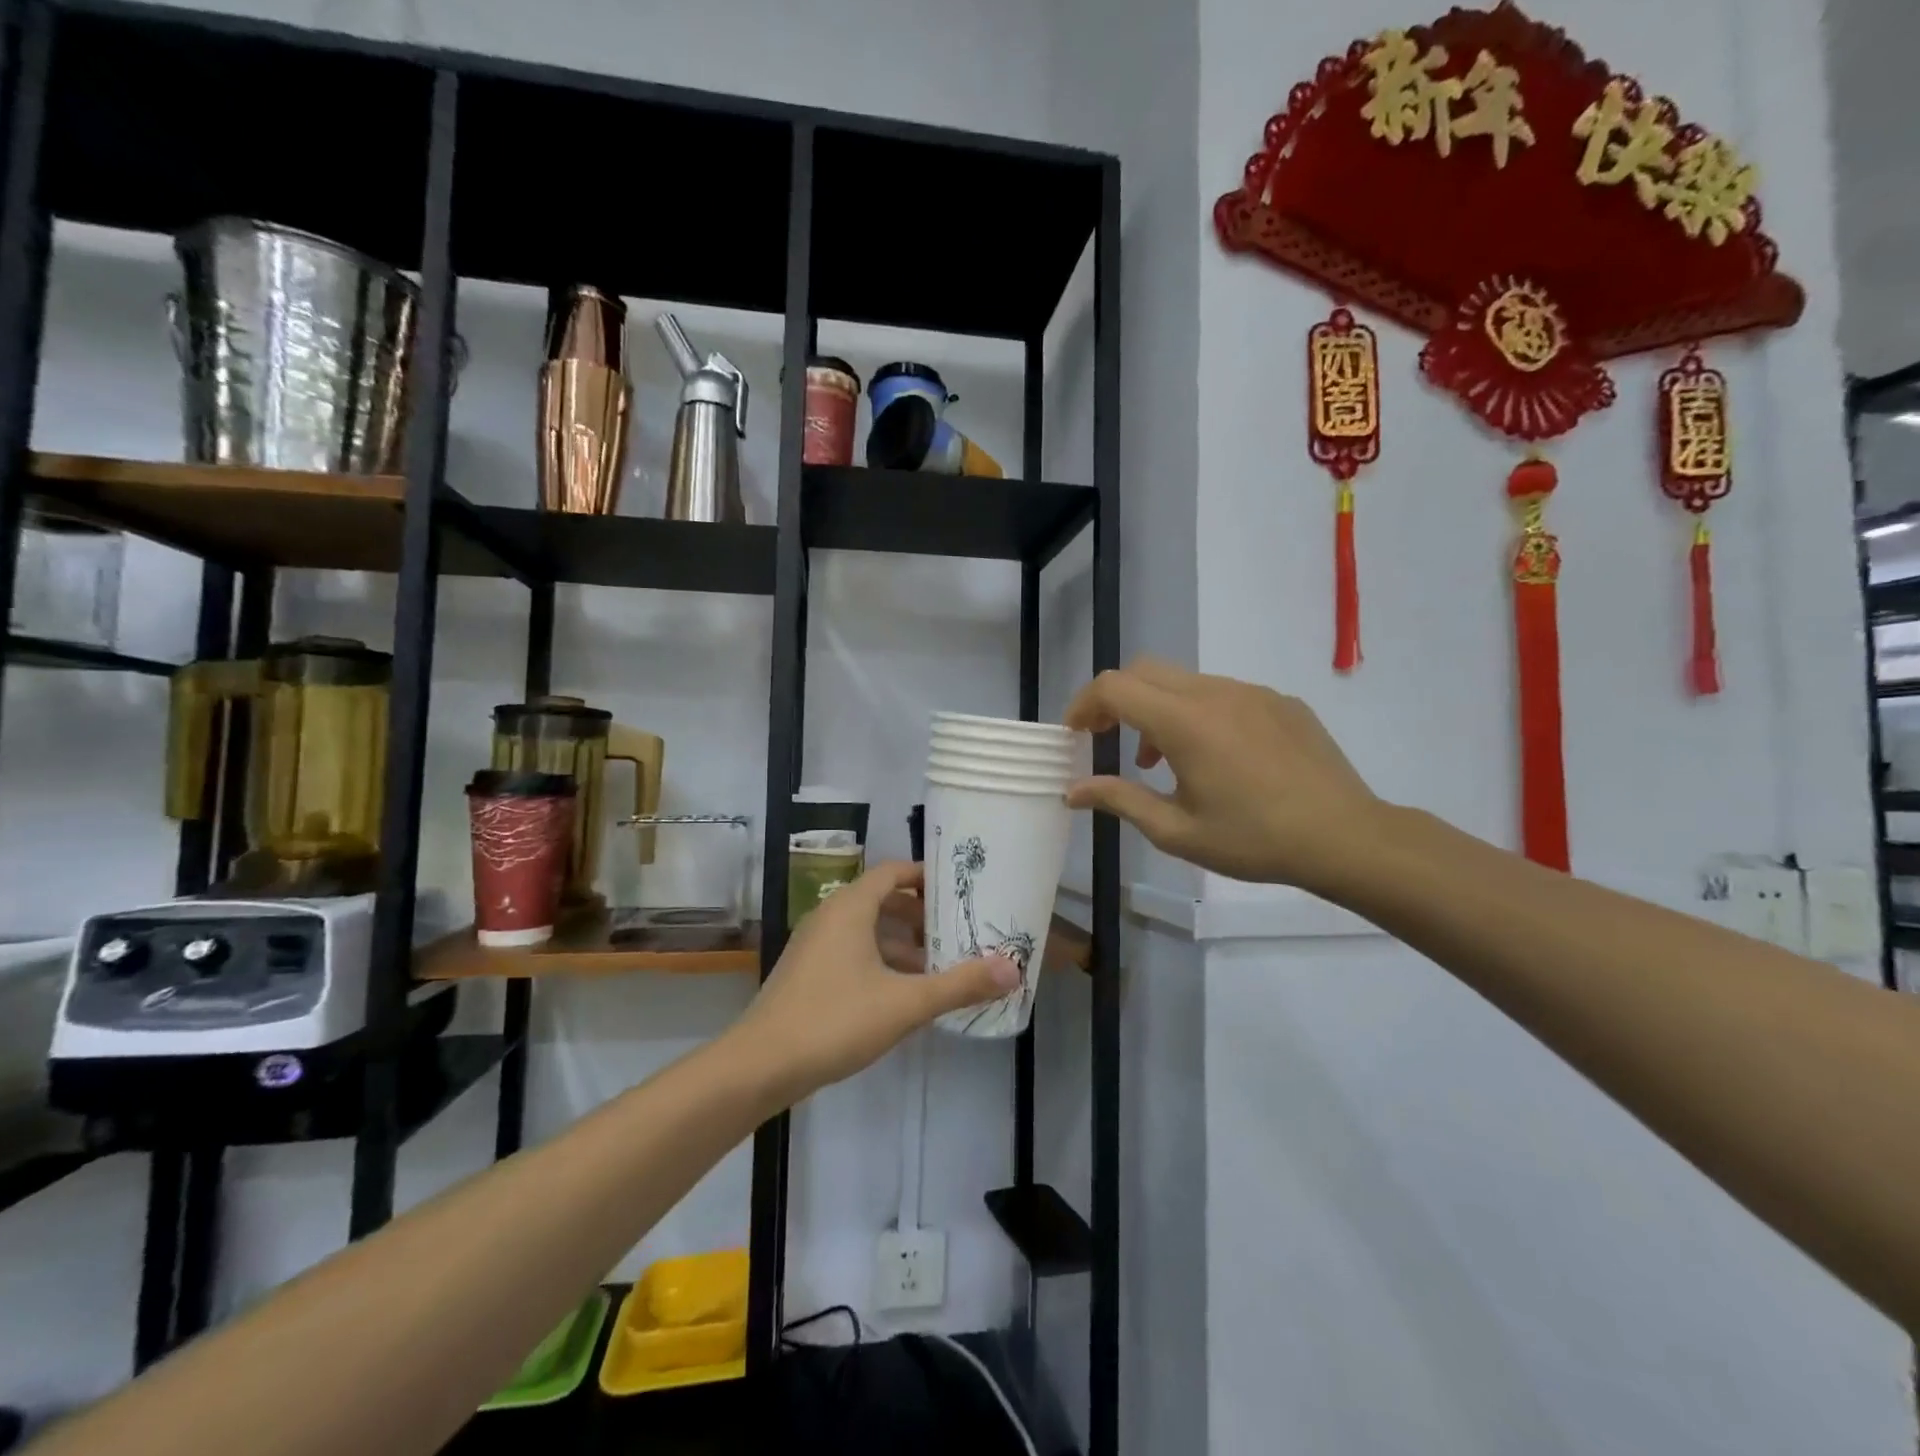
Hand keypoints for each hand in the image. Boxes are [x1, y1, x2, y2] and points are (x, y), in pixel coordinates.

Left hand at [727, 861, 1019, 1104]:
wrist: (759, 1066)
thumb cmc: (835, 1020)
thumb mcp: (905, 1003)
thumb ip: (960, 985)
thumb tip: (1012, 969)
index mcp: (849, 908)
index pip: (892, 872)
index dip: (925, 876)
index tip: (957, 890)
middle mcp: (829, 917)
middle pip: (881, 900)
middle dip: (919, 914)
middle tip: (955, 931)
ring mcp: (813, 946)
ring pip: (866, 930)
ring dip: (900, 942)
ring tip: (937, 965)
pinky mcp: (806, 974)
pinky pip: (851, 952)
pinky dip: (879, 961)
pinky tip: (901, 994)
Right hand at [1063, 658, 1386, 891]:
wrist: (1346, 837)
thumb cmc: (1253, 840)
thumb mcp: (1176, 831)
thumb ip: (1119, 799)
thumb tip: (1072, 791)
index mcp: (1184, 722)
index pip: (1114, 687)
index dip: (1084, 705)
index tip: (1076, 735)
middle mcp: (1215, 692)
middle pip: (1144, 671)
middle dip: (1115, 699)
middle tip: (1107, 739)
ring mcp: (1252, 691)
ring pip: (1184, 681)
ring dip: (1157, 709)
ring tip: (1161, 760)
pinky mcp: (1280, 700)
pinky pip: (1223, 693)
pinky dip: (1197, 712)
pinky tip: (1215, 757)